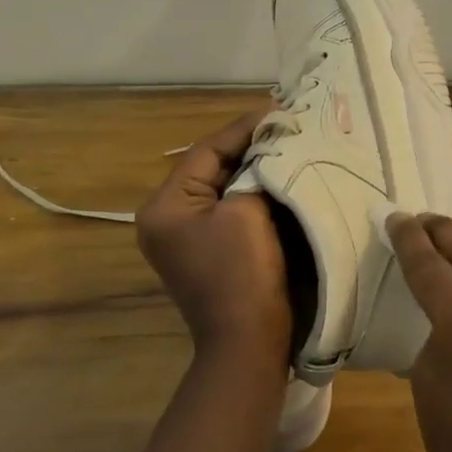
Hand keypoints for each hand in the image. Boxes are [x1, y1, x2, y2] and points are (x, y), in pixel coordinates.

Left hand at [137, 111, 292, 371]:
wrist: (249, 342)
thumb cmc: (242, 273)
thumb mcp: (247, 211)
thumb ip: (254, 172)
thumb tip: (270, 148)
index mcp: (164, 206)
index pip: (206, 151)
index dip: (244, 128)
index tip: (278, 109)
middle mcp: (168, 218)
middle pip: (213, 167)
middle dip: (250, 146)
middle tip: (286, 122)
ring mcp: (188, 237)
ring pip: (225, 186)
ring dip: (255, 167)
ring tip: (287, 142)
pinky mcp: (211, 250)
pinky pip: (232, 208)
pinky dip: (256, 192)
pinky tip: (282, 176)